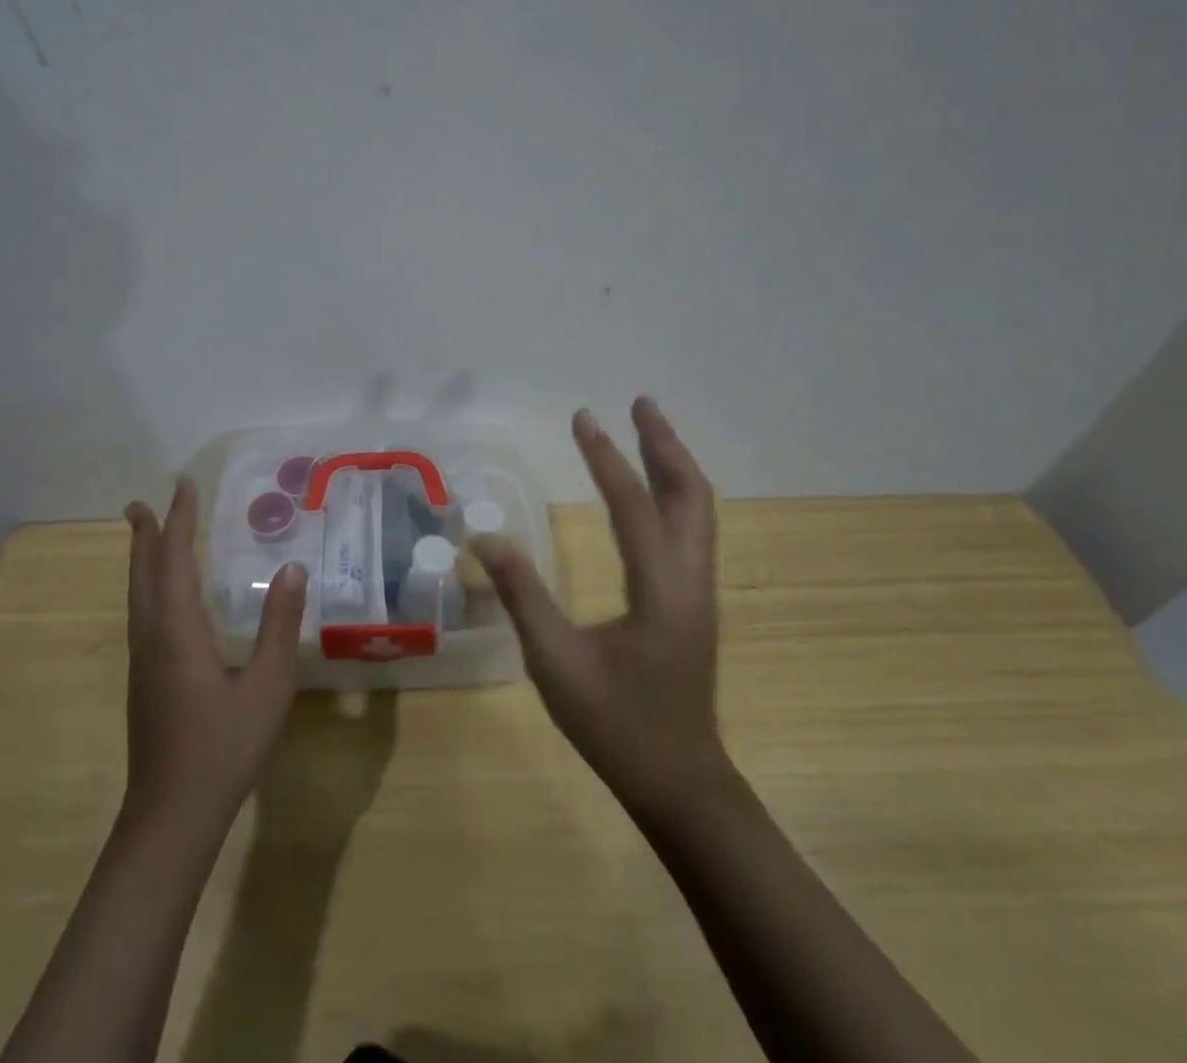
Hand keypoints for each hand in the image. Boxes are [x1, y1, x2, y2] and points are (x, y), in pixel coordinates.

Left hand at [122, 479, 307, 830]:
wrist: (171, 816)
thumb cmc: (223, 749)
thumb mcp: (267, 687)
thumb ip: (279, 626)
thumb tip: (292, 569)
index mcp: (178, 631)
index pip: (174, 559)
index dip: (178, 520)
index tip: (183, 485)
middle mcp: (151, 637)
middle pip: (143, 573)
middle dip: (144, 534)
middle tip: (140, 502)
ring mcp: (143, 661)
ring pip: (136, 594)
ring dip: (141, 559)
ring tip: (144, 536)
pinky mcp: (144, 680)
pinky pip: (141, 613)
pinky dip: (147, 586)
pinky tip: (161, 597)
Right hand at [470, 398, 729, 824]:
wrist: (679, 782)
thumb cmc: (615, 725)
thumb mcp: (555, 663)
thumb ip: (522, 595)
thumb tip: (486, 536)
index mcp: (661, 591)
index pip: (633, 506)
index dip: (606, 458)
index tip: (583, 417)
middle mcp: (691, 581)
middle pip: (691, 495)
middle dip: (664, 444)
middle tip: (640, 404)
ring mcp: (700, 592)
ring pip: (699, 511)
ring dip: (675, 465)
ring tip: (649, 430)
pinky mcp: (695, 603)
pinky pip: (692, 530)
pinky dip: (676, 493)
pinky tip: (655, 491)